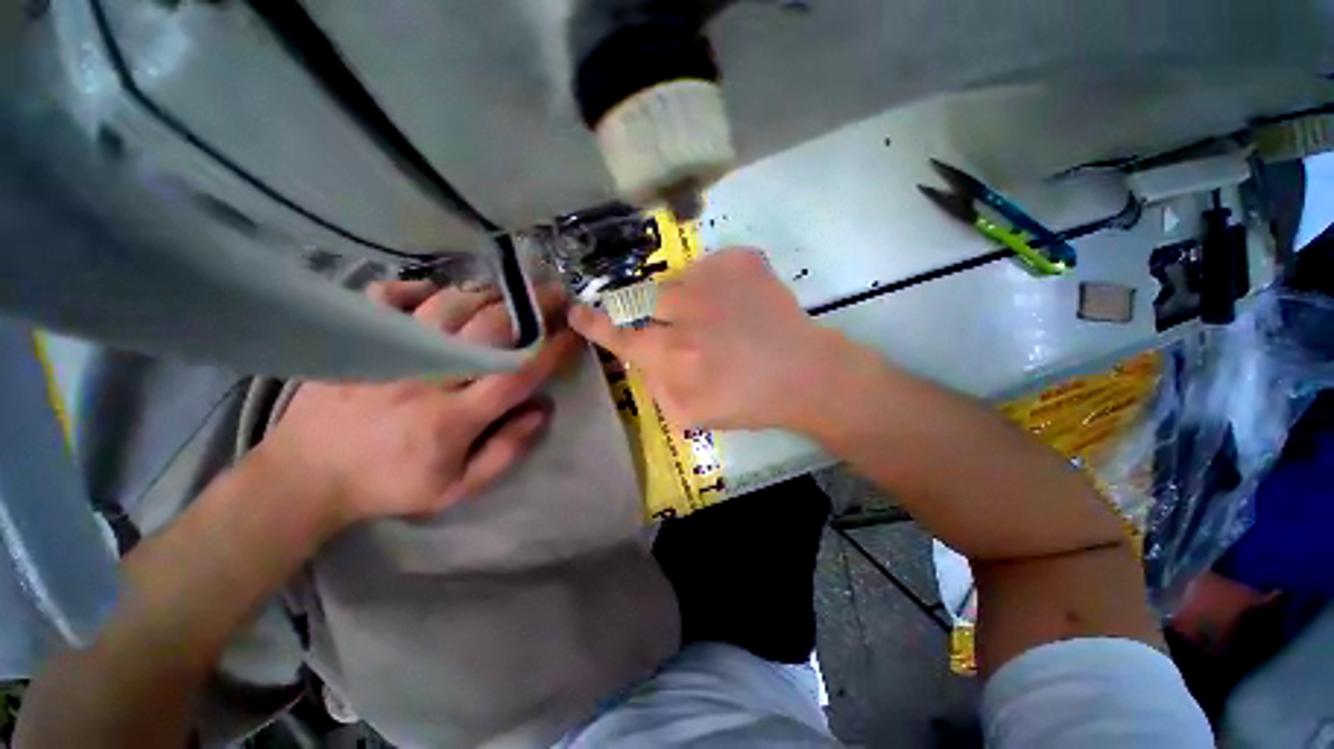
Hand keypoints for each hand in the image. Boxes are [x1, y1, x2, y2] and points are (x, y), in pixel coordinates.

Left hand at [257, 280, 578, 528]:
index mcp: (452, 420)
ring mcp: (387, 354)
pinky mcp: (358, 342)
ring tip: (509, 294)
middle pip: (487, 331)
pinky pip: (388, 296)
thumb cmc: (391, 484)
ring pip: (447, 307)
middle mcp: (424, 379)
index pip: (515, 376)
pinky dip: (418, 288)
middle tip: (553, 294)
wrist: (306, 476)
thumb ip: (506, 451)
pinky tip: (438, 294)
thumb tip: (542, 410)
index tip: (573, 333)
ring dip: (486, 295)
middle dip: (529, 309)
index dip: (550, 351)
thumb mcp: (458, 488)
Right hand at [569, 249, 848, 430]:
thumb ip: (657, 390)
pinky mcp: (741, 261)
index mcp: (671, 355)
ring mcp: (713, 280)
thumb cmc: (749, 402)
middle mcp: (684, 312)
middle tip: (696, 331)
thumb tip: (644, 364)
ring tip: (725, 320)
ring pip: (681, 283)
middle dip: (662, 316)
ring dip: (694, 301)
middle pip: (648, 302)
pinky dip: (720, 283)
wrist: (806, 374)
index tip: (577, 312)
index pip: (619, 335)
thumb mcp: (692, 416)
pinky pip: (713, 265)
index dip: (594, 325)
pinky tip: (742, 305)